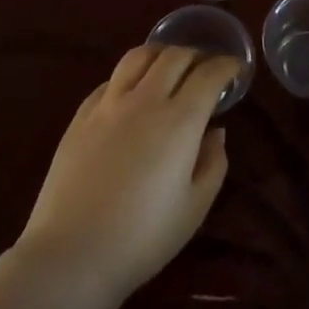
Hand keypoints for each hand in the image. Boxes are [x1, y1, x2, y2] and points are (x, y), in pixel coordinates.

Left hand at [15, 45, 236, 303]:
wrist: (72, 253)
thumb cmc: (144, 237)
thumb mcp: (195, 206)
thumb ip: (213, 162)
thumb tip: (215, 131)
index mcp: (179, 120)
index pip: (208, 74)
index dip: (227, 66)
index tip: (236, 69)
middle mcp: (144, 100)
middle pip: (174, 56)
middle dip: (197, 55)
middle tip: (207, 68)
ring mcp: (107, 105)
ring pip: (137, 57)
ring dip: (161, 54)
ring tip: (170, 68)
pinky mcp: (80, 117)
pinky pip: (110, 81)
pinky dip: (130, 76)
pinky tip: (132, 93)